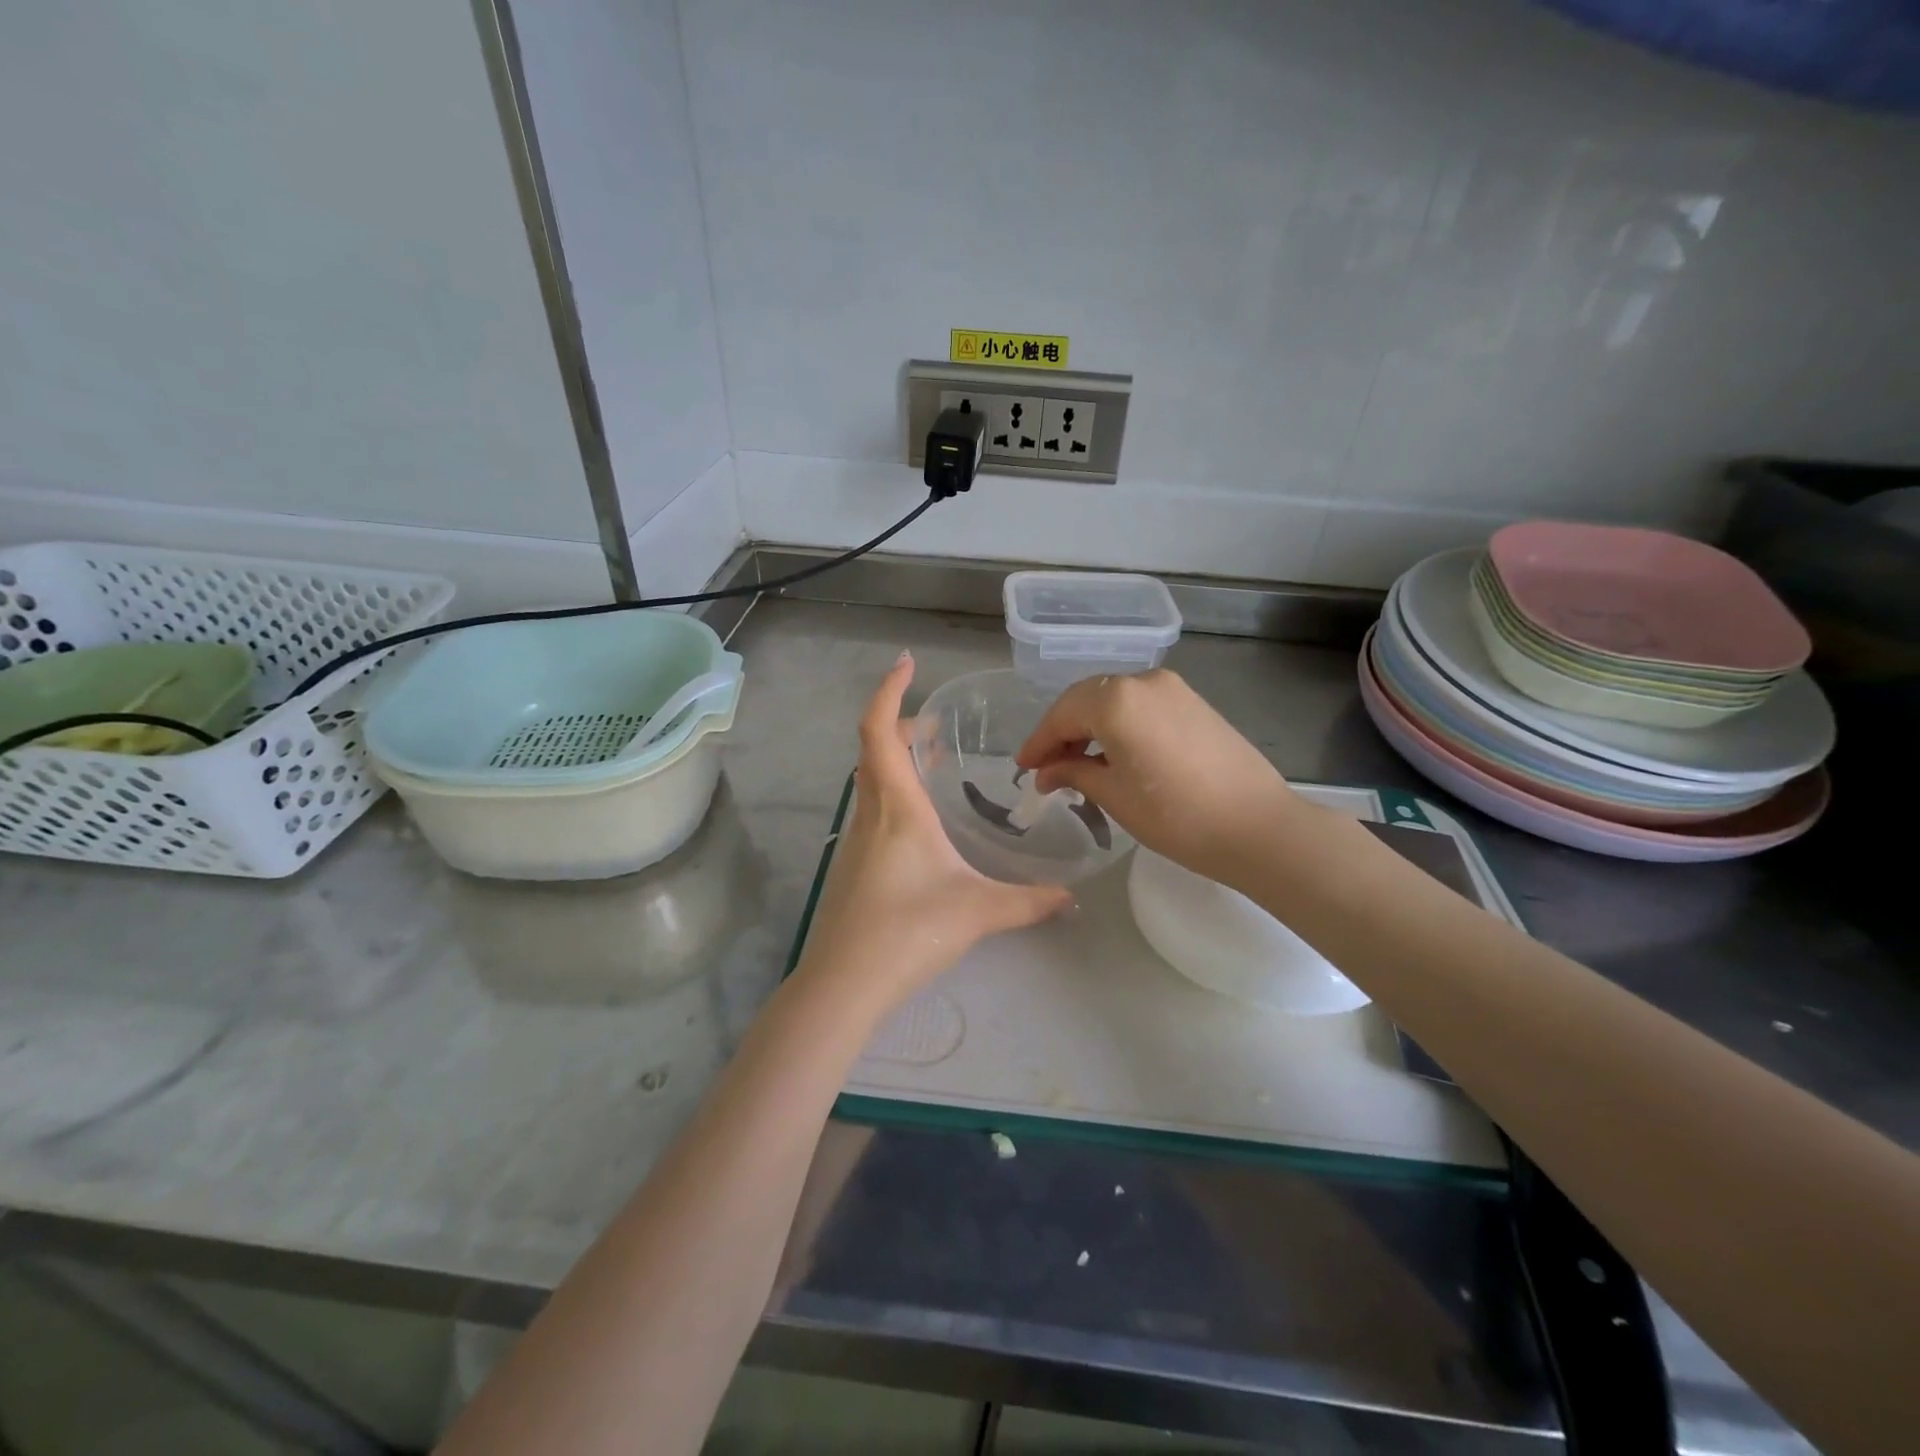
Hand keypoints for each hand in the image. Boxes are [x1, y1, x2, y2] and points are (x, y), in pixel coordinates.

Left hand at [795, 653, 1071, 1016]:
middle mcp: (871, 814)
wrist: (844, 984)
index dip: (889, 691)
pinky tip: (920, 822)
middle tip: (934, 726)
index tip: (908, 663)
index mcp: (897, 808)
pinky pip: (871, 809)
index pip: (879, 731)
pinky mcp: (853, 866)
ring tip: (930, 762)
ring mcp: (856, 840)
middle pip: (873, 749)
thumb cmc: (908, 932)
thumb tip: (1072, 898)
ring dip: (893, 759)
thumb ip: (1029, 902)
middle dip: (899, 724)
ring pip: (870, 780)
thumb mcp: (978, 912)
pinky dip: (892, 792)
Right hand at [1015, 669, 1307, 889]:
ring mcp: (1173, 688)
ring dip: (1090, 727)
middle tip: (1046, 767)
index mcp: (1117, 699)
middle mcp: (1143, 681)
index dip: (1039, 742)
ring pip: (1114, 700)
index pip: (1062, 715)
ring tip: (1077, 764)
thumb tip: (1047, 772)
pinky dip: (1119, 724)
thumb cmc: (1176, 816)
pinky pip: (1141, 705)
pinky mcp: (1194, 702)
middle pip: (1087, 700)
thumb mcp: (1113, 795)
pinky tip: (1113, 754)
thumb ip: (1073, 772)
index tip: (1023, 768)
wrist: (1257, 827)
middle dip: (1062, 732)